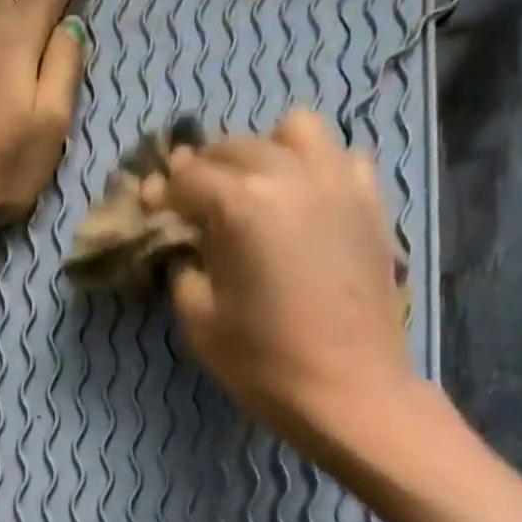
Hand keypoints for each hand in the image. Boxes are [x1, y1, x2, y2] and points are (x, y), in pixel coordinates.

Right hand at [150, 109, 415, 451]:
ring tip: (253, 189)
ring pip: (293, 131)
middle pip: (234, 147)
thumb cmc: (264, 363)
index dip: (162, 193)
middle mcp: (290, 175)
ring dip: (262, 151)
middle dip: (203, 170)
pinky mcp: (370, 203)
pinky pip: (339, 157)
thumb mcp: (199, 321)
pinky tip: (303, 202)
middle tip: (190, 205)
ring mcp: (338, 183)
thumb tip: (182, 243)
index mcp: (241, 204)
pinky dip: (313, 167)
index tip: (151, 210)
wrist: (348, 390)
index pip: (187, 177)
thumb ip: (183, 268)